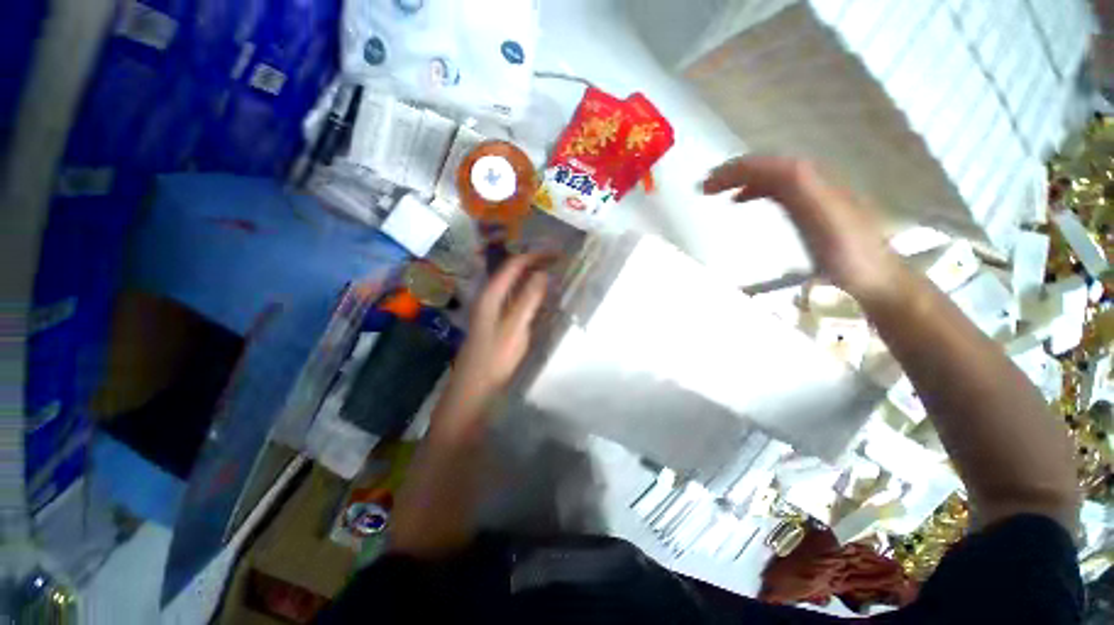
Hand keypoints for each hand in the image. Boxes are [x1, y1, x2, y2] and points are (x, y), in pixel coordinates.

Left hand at [432, 253, 550, 439]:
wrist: (474, 389)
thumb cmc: (494, 359)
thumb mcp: (515, 328)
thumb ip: (528, 299)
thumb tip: (543, 273)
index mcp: (491, 295)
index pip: (514, 265)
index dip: (535, 255)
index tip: (557, 253)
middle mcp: (488, 297)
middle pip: (512, 272)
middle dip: (534, 262)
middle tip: (558, 260)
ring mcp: (491, 310)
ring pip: (513, 285)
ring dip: (532, 276)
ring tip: (553, 273)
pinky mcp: (495, 322)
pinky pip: (514, 299)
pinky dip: (528, 292)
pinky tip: (539, 297)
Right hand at [702, 156, 900, 302]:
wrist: (878, 280)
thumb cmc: (850, 259)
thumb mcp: (828, 226)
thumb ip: (803, 197)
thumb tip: (774, 171)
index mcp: (815, 186)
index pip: (770, 166)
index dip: (737, 171)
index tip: (707, 186)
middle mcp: (815, 182)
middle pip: (770, 165)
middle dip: (735, 171)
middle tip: (706, 186)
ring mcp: (815, 195)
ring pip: (772, 176)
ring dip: (742, 179)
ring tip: (718, 191)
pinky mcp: (813, 208)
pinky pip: (778, 189)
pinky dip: (755, 190)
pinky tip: (743, 200)